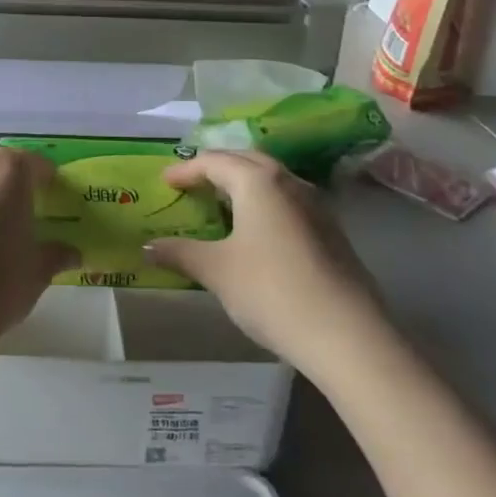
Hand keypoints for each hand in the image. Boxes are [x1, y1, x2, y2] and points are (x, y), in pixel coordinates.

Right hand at [145, 150, 387, 371]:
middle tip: (193, 183)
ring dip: (244, 183)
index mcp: (257, 181)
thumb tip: (148, 247)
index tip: (165, 181)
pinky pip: (288, 201)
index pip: (214, 161)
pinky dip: (265, 203)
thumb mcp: (217, 271)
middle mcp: (289, 181)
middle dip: (217, 167)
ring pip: (272, 179)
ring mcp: (316, 205)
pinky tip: (257, 231)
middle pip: (247, 160)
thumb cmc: (271, 291)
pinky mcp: (331, 231)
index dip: (185, 170)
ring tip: (222, 203)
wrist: (347, 336)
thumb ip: (180, 253)